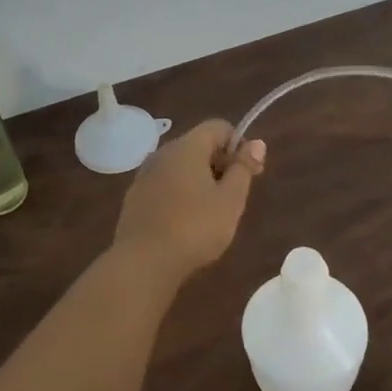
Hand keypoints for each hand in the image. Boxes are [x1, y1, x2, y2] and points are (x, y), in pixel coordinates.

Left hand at [113, 120, 264, 282]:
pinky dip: (180, 193)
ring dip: (200, 180)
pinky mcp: (135, 198)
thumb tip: (256, 143)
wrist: (142, 263)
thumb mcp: (231, 200)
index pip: (218, 127)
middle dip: (220, 163)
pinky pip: (165, 184)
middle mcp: (163, 153)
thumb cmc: (195, 229)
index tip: (250, 172)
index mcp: (187, 147)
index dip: (239, 144)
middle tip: (234, 196)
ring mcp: (145, 175)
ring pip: (180, 166)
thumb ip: (243, 168)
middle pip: (198, 145)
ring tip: (211, 212)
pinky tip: (186, 222)